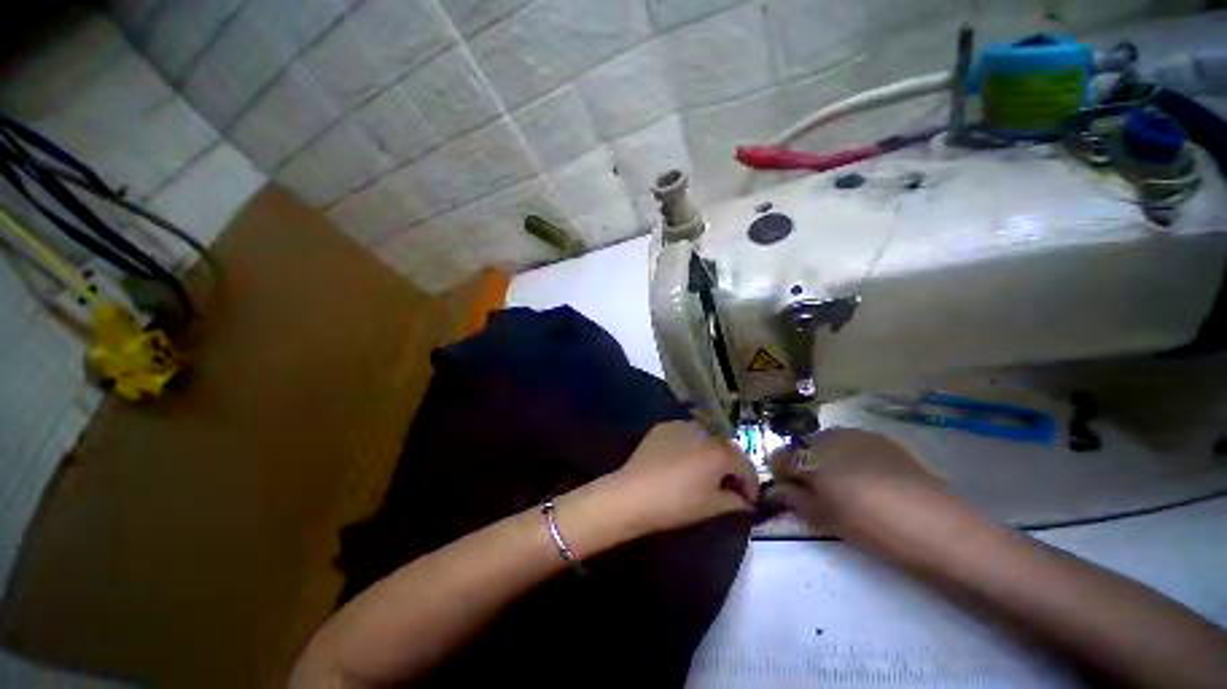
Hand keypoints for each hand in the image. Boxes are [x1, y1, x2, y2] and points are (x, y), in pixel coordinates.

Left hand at [602, 421, 758, 536]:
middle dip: (732, 465)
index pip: (745, 465)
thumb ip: (734, 501)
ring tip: (705, 469)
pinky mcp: (663, 427)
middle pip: (726, 447)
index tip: (748, 499)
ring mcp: (681, 425)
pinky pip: (684, 433)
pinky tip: (683, 459)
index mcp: (719, 451)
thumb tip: (744, 501)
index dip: (751, 484)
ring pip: (706, 436)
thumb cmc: (675, 504)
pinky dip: (690, 444)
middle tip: (728, 484)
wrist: (633, 494)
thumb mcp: (710, 507)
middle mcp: (703, 432)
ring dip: (711, 451)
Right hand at [769, 427, 942, 533]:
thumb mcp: (824, 519)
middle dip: (803, 467)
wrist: (938, 526)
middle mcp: (827, 437)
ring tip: (845, 487)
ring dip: (826, 461)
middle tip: (819, 493)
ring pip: (827, 444)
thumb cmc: (872, 526)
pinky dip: (849, 457)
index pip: (779, 457)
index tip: (790, 493)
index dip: (780, 475)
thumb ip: (794, 500)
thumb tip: (775, 491)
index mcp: (809, 457)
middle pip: (802, 448)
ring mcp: (856, 434)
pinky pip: (852, 444)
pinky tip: (868, 479)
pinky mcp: (881, 439)